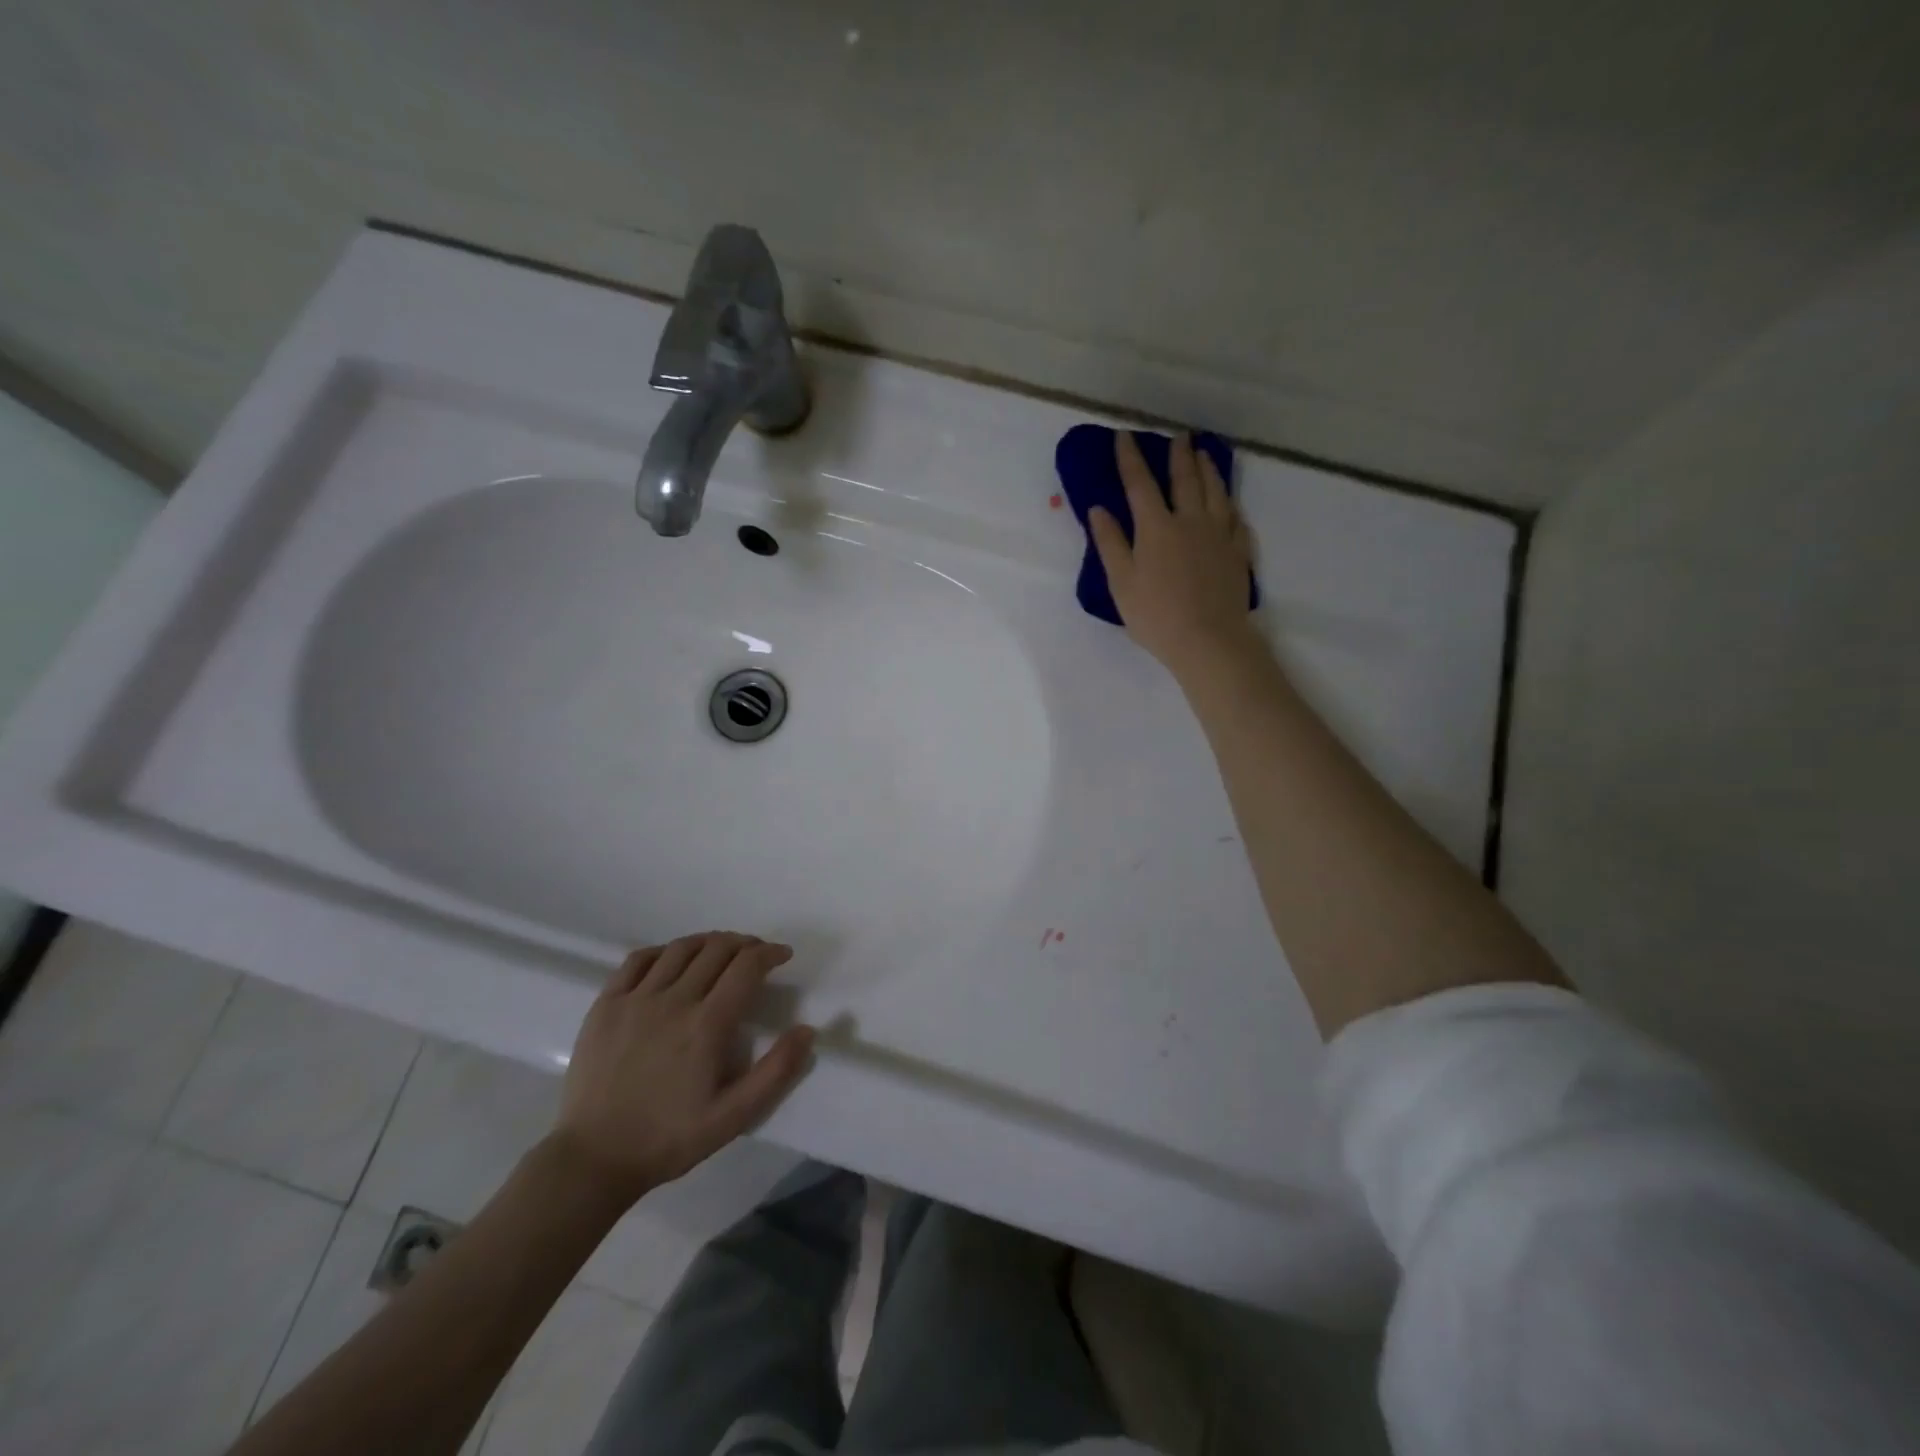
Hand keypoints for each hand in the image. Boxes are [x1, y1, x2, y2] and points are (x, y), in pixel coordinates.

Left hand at [554, 932, 814, 1206]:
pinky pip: (639, 959)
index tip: (782, 956)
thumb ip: (776, 1072)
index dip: (770, 953)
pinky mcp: (606, 1004)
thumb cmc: (669, 1139)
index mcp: (707, 1025)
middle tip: (756, 954)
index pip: (747, 966)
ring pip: (681, 948)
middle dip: (745, 944)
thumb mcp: (733, 1117)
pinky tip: (673, 960)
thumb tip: (807, 1030)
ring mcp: (636, 999)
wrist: (593, 1159)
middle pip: (717, 949)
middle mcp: (673, 1000)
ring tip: (721, 951)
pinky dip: (664, 951)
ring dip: (709, 942)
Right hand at [1089, 431, 1259, 672]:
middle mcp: (1190, 521)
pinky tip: (1229, 502)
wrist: (1208, 640)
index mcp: (1156, 527)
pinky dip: (1230, 504)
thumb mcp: (1121, 583)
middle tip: (1178, 436)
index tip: (1124, 436)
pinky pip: (1236, 519)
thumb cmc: (1156, 616)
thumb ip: (1110, 543)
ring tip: (1205, 454)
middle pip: (1185, 479)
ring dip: (1208, 469)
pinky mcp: (1238, 553)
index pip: (1140, 484)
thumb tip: (1099, 509)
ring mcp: (1219, 535)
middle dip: (1178, 455)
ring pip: (1216, 492)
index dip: (1130, 458)